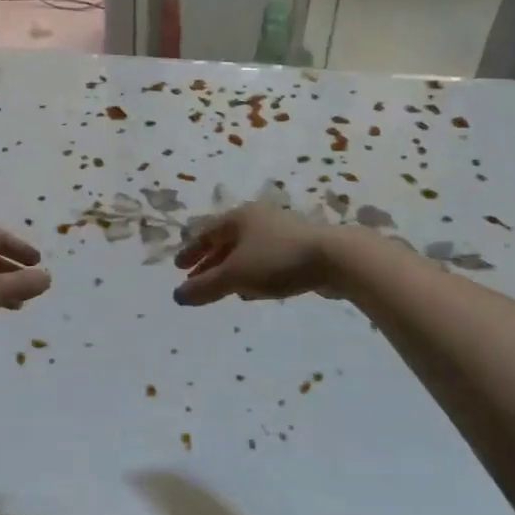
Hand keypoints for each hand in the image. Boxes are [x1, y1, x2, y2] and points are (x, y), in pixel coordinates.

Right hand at [172, 203, 336, 306]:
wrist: (337, 259)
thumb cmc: (278, 261)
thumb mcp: (235, 276)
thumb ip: (205, 287)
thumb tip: (177, 296)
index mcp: (239, 217)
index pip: (206, 233)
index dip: (191, 251)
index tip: (179, 267)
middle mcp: (258, 219)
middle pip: (226, 242)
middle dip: (210, 263)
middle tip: (196, 280)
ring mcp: (281, 232)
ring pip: (247, 252)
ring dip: (232, 269)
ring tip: (223, 288)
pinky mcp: (300, 248)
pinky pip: (266, 260)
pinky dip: (253, 273)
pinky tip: (253, 290)